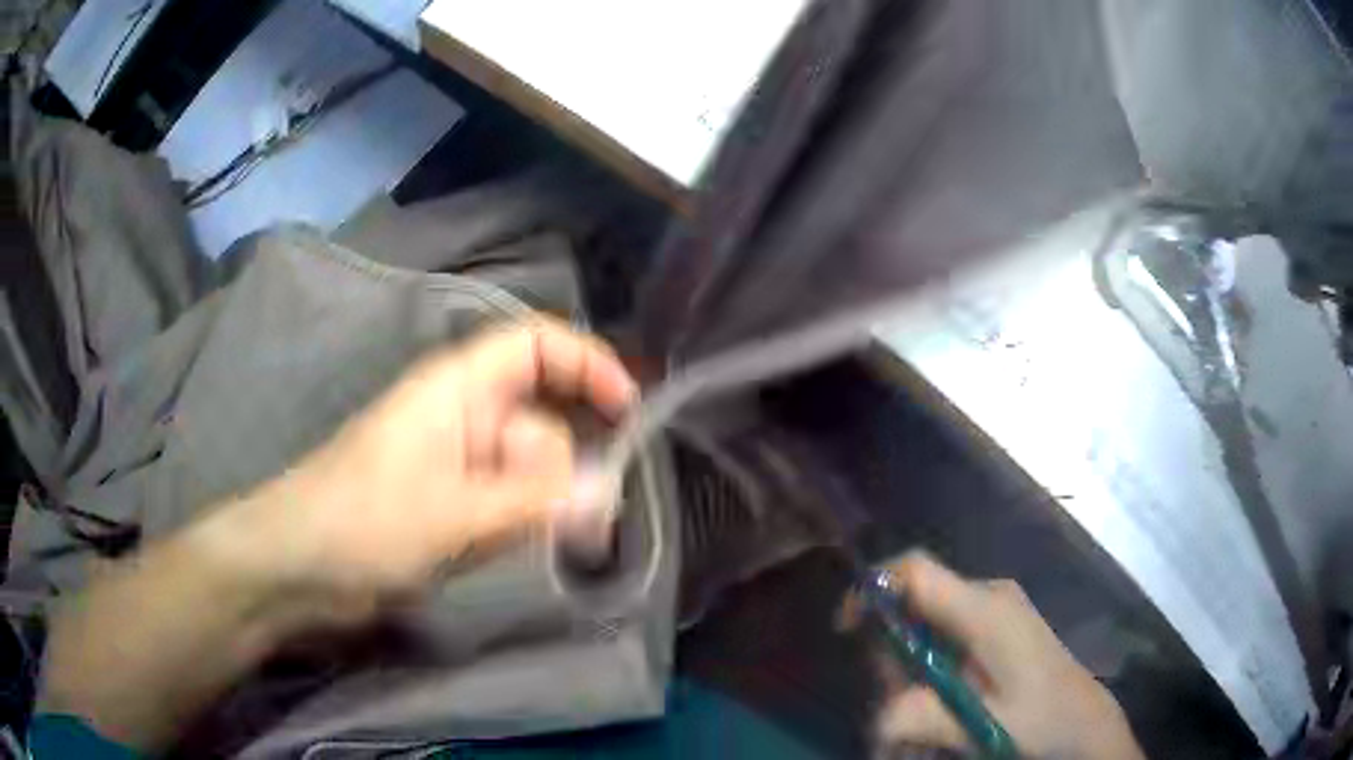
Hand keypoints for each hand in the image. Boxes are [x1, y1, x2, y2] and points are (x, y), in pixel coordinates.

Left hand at [41, 321, 635, 749]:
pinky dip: (527, 520)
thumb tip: (605, 492)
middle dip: (570, 459)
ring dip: (550, 499)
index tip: (629, 410)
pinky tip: (528, 547)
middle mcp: (460, 415)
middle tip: (591, 515)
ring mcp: (454, 462)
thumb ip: (535, 501)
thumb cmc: (363, 521)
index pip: (535, 345)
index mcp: (456, 387)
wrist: (297, 566)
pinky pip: (506, 499)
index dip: (586, 363)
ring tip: (556, 541)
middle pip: (540, 414)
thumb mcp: (453, 511)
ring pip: (526, 465)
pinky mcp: (448, 503)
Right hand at [867, 554, 1143, 759]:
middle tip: (899, 706)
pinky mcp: (996, 626)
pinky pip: (945, 637)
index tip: (847, 629)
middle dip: (893, 656)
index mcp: (985, 610)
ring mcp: (994, 609)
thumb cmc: (1040, 718)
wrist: (1083, 721)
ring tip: (922, 723)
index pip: (916, 570)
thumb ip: (920, 715)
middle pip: (914, 603)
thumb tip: (874, 719)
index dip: (873, 587)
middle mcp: (987, 597)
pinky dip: (930, 672)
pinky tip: (941, 709)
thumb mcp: (978, 724)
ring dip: (910, 674)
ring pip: (926, 625)